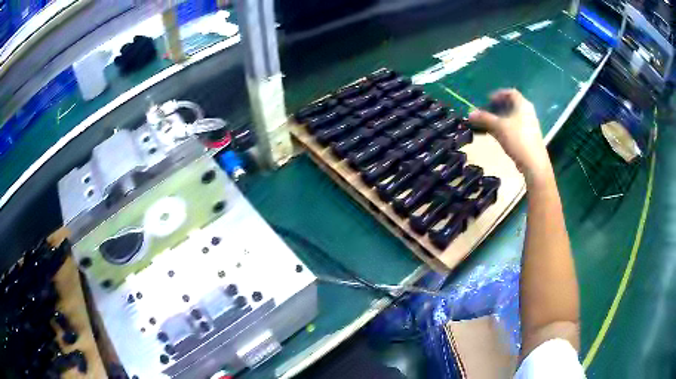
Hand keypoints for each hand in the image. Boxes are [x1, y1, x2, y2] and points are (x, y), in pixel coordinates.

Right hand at [468, 89, 551, 183]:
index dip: (498, 94)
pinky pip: (516, 127)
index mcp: (523, 104)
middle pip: (511, 105)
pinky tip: (499, 136)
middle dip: (498, 108)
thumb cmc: (518, 139)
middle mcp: (528, 112)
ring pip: (513, 117)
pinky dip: (506, 128)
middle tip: (487, 113)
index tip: (488, 101)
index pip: (510, 92)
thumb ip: (484, 118)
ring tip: (490, 125)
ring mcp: (530, 125)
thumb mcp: (498, 127)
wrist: (534, 163)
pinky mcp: (529, 137)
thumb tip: (470, 113)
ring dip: (501, 119)